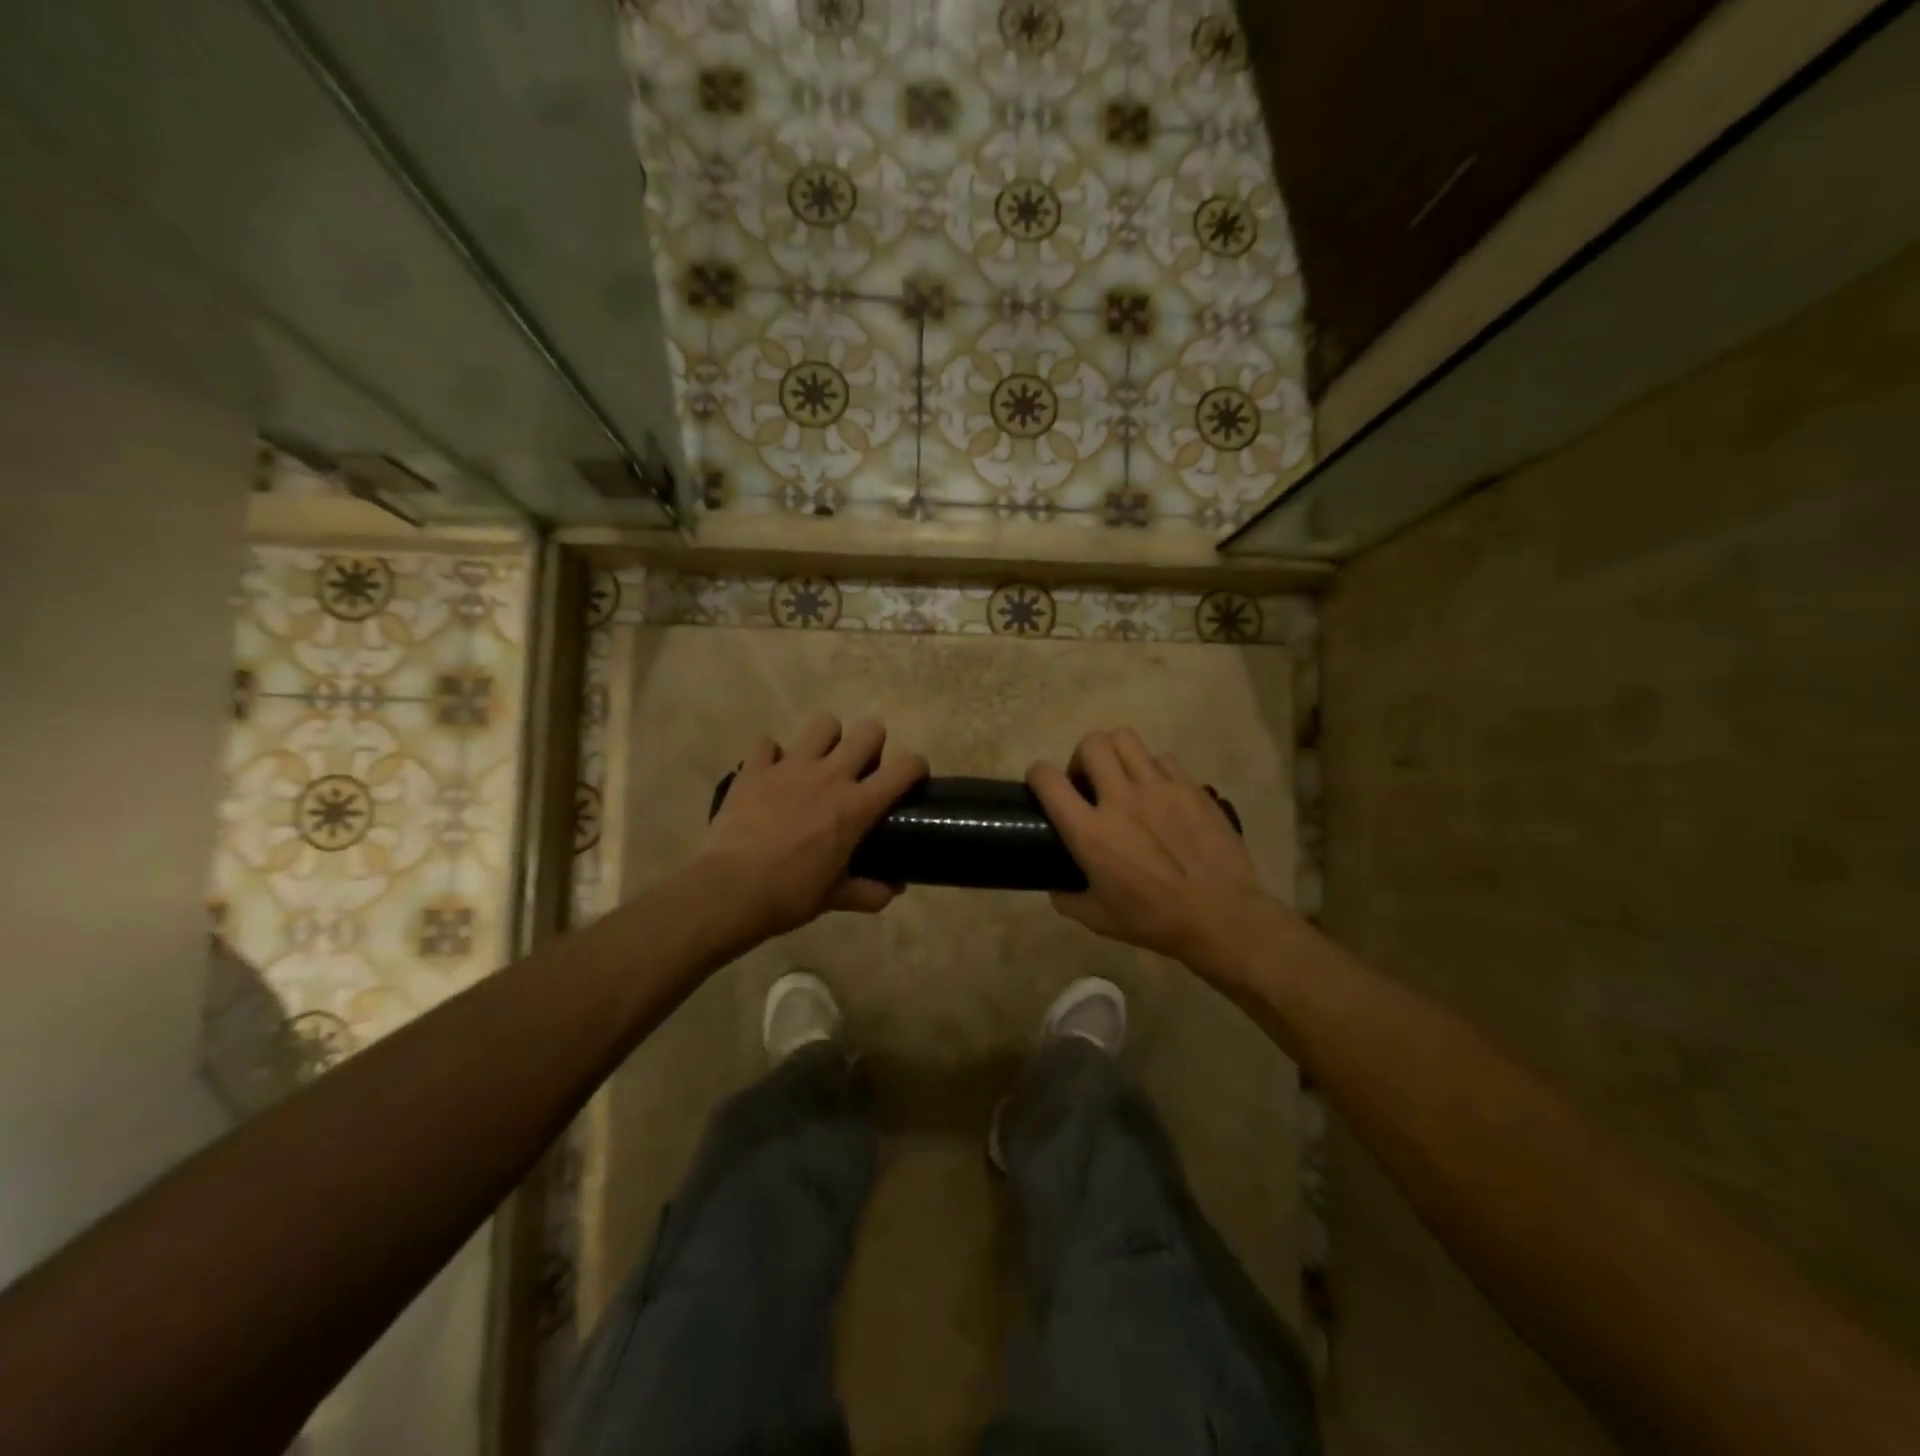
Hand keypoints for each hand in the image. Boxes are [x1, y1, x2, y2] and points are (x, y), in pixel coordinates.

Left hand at [695, 712, 927, 941]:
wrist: (730, 890)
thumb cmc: (791, 894)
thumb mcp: (836, 898)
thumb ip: (870, 892)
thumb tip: (893, 890)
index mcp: (857, 805)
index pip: (905, 767)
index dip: (915, 767)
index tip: (911, 779)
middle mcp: (831, 775)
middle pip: (869, 731)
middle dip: (872, 745)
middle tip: (861, 770)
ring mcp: (791, 766)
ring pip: (823, 724)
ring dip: (827, 739)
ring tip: (819, 762)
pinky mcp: (755, 768)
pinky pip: (767, 744)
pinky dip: (771, 756)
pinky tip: (771, 775)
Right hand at [1027, 728, 1271, 964]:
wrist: (1220, 916)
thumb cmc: (1154, 919)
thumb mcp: (1098, 918)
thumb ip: (1068, 899)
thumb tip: (1057, 887)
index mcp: (1091, 832)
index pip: (1049, 780)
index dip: (1037, 774)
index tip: (1041, 783)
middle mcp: (1120, 799)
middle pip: (1091, 744)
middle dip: (1081, 757)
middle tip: (1089, 783)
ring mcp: (1159, 788)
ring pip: (1126, 739)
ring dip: (1115, 754)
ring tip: (1121, 778)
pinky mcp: (1190, 787)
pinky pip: (1163, 758)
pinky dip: (1152, 769)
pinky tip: (1158, 792)